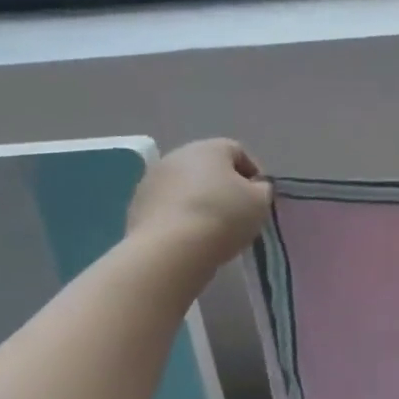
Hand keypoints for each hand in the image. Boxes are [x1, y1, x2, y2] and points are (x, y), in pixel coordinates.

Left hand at [128, 139, 272, 268]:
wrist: (170, 249)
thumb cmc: (223, 217)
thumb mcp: (260, 202)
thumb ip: (262, 189)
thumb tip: (254, 187)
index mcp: (210, 148)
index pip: (238, 151)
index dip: (253, 173)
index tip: (259, 197)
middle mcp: (177, 155)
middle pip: (207, 167)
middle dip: (222, 185)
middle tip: (236, 212)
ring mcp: (152, 180)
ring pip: (184, 186)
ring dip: (198, 200)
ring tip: (211, 228)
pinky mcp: (136, 205)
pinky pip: (167, 206)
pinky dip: (179, 216)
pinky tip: (188, 237)